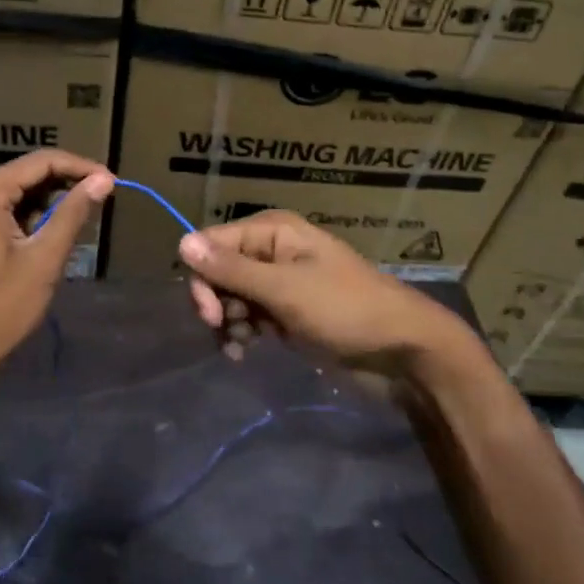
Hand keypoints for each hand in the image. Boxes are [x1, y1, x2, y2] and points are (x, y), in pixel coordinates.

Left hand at [0, 150, 114, 383]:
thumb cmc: (2, 307)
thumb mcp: (44, 258)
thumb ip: (74, 213)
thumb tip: (104, 180)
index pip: (41, 161)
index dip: (80, 167)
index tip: (112, 181)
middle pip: (30, 172)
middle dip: (68, 181)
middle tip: (104, 196)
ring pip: (22, 191)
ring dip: (54, 199)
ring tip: (86, 215)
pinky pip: (11, 209)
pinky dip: (37, 215)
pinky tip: (58, 231)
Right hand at [179, 211, 487, 379]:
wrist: (402, 350)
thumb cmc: (344, 310)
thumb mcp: (284, 289)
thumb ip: (232, 269)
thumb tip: (181, 242)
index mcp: (272, 231)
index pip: (212, 243)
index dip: (203, 277)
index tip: (209, 315)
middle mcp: (272, 250)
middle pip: (219, 269)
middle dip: (215, 301)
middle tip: (223, 331)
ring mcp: (281, 283)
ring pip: (231, 295)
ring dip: (227, 321)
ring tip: (240, 346)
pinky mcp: (288, 312)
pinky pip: (250, 315)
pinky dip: (243, 332)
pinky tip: (245, 352)